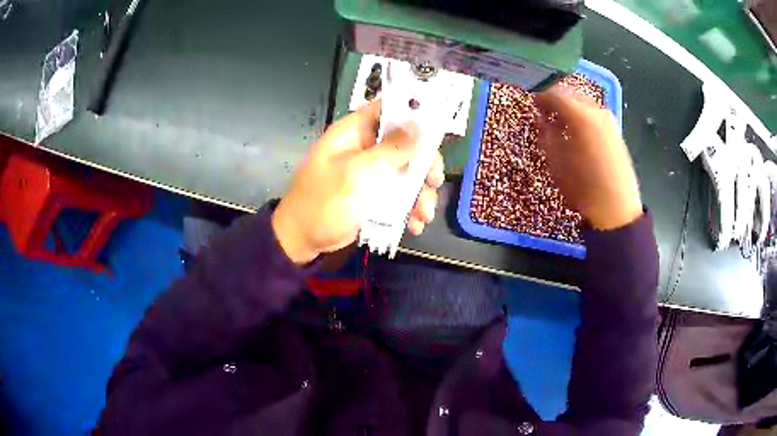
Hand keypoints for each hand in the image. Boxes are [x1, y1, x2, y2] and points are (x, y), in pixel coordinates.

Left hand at [271, 100, 443, 263]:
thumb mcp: (353, 174)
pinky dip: (411, 208)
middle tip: (434, 181)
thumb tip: (420, 127)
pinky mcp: (376, 194)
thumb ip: (387, 151)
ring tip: (424, 214)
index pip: (387, 109)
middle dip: (424, 163)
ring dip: (421, 192)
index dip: (413, 112)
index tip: (437, 128)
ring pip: (408, 171)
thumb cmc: (321, 203)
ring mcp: (372, 172)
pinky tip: (414, 224)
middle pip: (406, 143)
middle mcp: (366, 147)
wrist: (303, 240)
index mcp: (354, 132)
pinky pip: (402, 194)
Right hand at [534, 84, 641, 230]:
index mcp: (579, 116)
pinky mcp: (615, 130)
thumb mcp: (556, 162)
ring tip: (560, 121)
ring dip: (570, 106)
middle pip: (571, 93)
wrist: (617, 208)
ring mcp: (608, 120)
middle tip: (544, 111)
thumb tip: (540, 118)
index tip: (531, 103)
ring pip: (584, 101)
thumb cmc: (583, 187)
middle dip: (555, 99)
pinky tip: (577, 129)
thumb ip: (546, 134)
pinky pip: (594, 113)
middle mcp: (596, 111)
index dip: (540, 97)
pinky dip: (582, 114)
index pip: (554, 94)